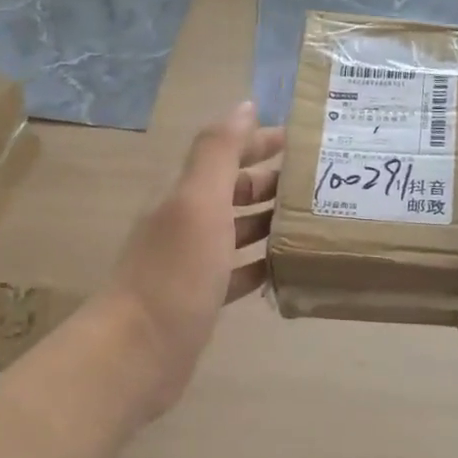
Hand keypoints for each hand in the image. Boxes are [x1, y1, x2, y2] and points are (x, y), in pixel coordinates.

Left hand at [102, 102, 284, 421]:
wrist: (138, 352)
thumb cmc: (173, 273)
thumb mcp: (197, 203)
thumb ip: (218, 153)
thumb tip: (243, 105)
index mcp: (183, 195)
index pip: (224, 155)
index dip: (258, 142)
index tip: (302, 139)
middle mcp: (185, 223)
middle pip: (232, 192)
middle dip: (270, 181)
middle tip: (319, 182)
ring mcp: (192, 265)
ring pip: (237, 232)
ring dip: (270, 222)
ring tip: (315, 220)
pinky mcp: (202, 300)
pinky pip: (239, 273)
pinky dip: (262, 264)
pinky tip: (290, 267)